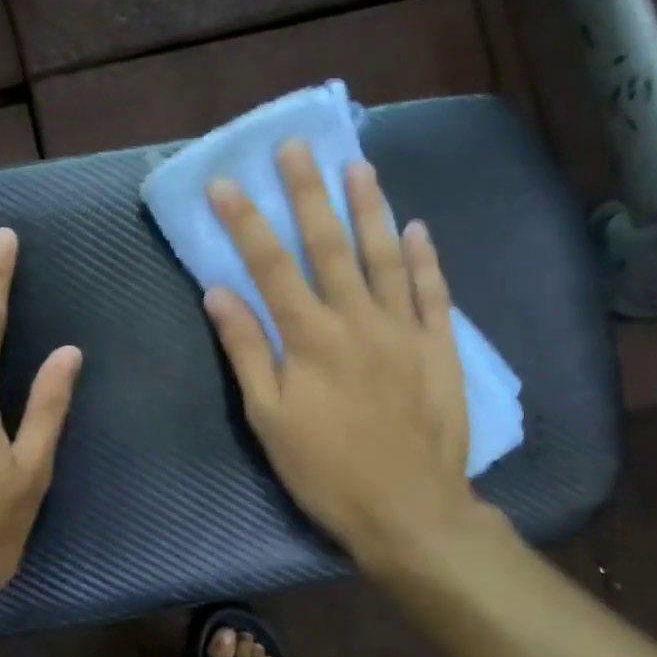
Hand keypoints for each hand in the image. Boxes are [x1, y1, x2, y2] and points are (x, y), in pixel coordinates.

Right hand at [203, 142, 485, 579]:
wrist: (409, 510)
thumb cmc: (325, 470)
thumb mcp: (269, 418)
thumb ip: (245, 351)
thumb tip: (218, 293)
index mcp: (308, 338)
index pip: (269, 266)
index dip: (245, 221)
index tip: (226, 183)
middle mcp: (356, 320)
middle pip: (328, 244)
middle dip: (307, 193)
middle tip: (296, 147)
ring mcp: (403, 329)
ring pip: (384, 255)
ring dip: (369, 207)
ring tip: (357, 166)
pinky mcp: (438, 347)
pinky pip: (432, 292)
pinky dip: (424, 258)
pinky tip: (417, 228)